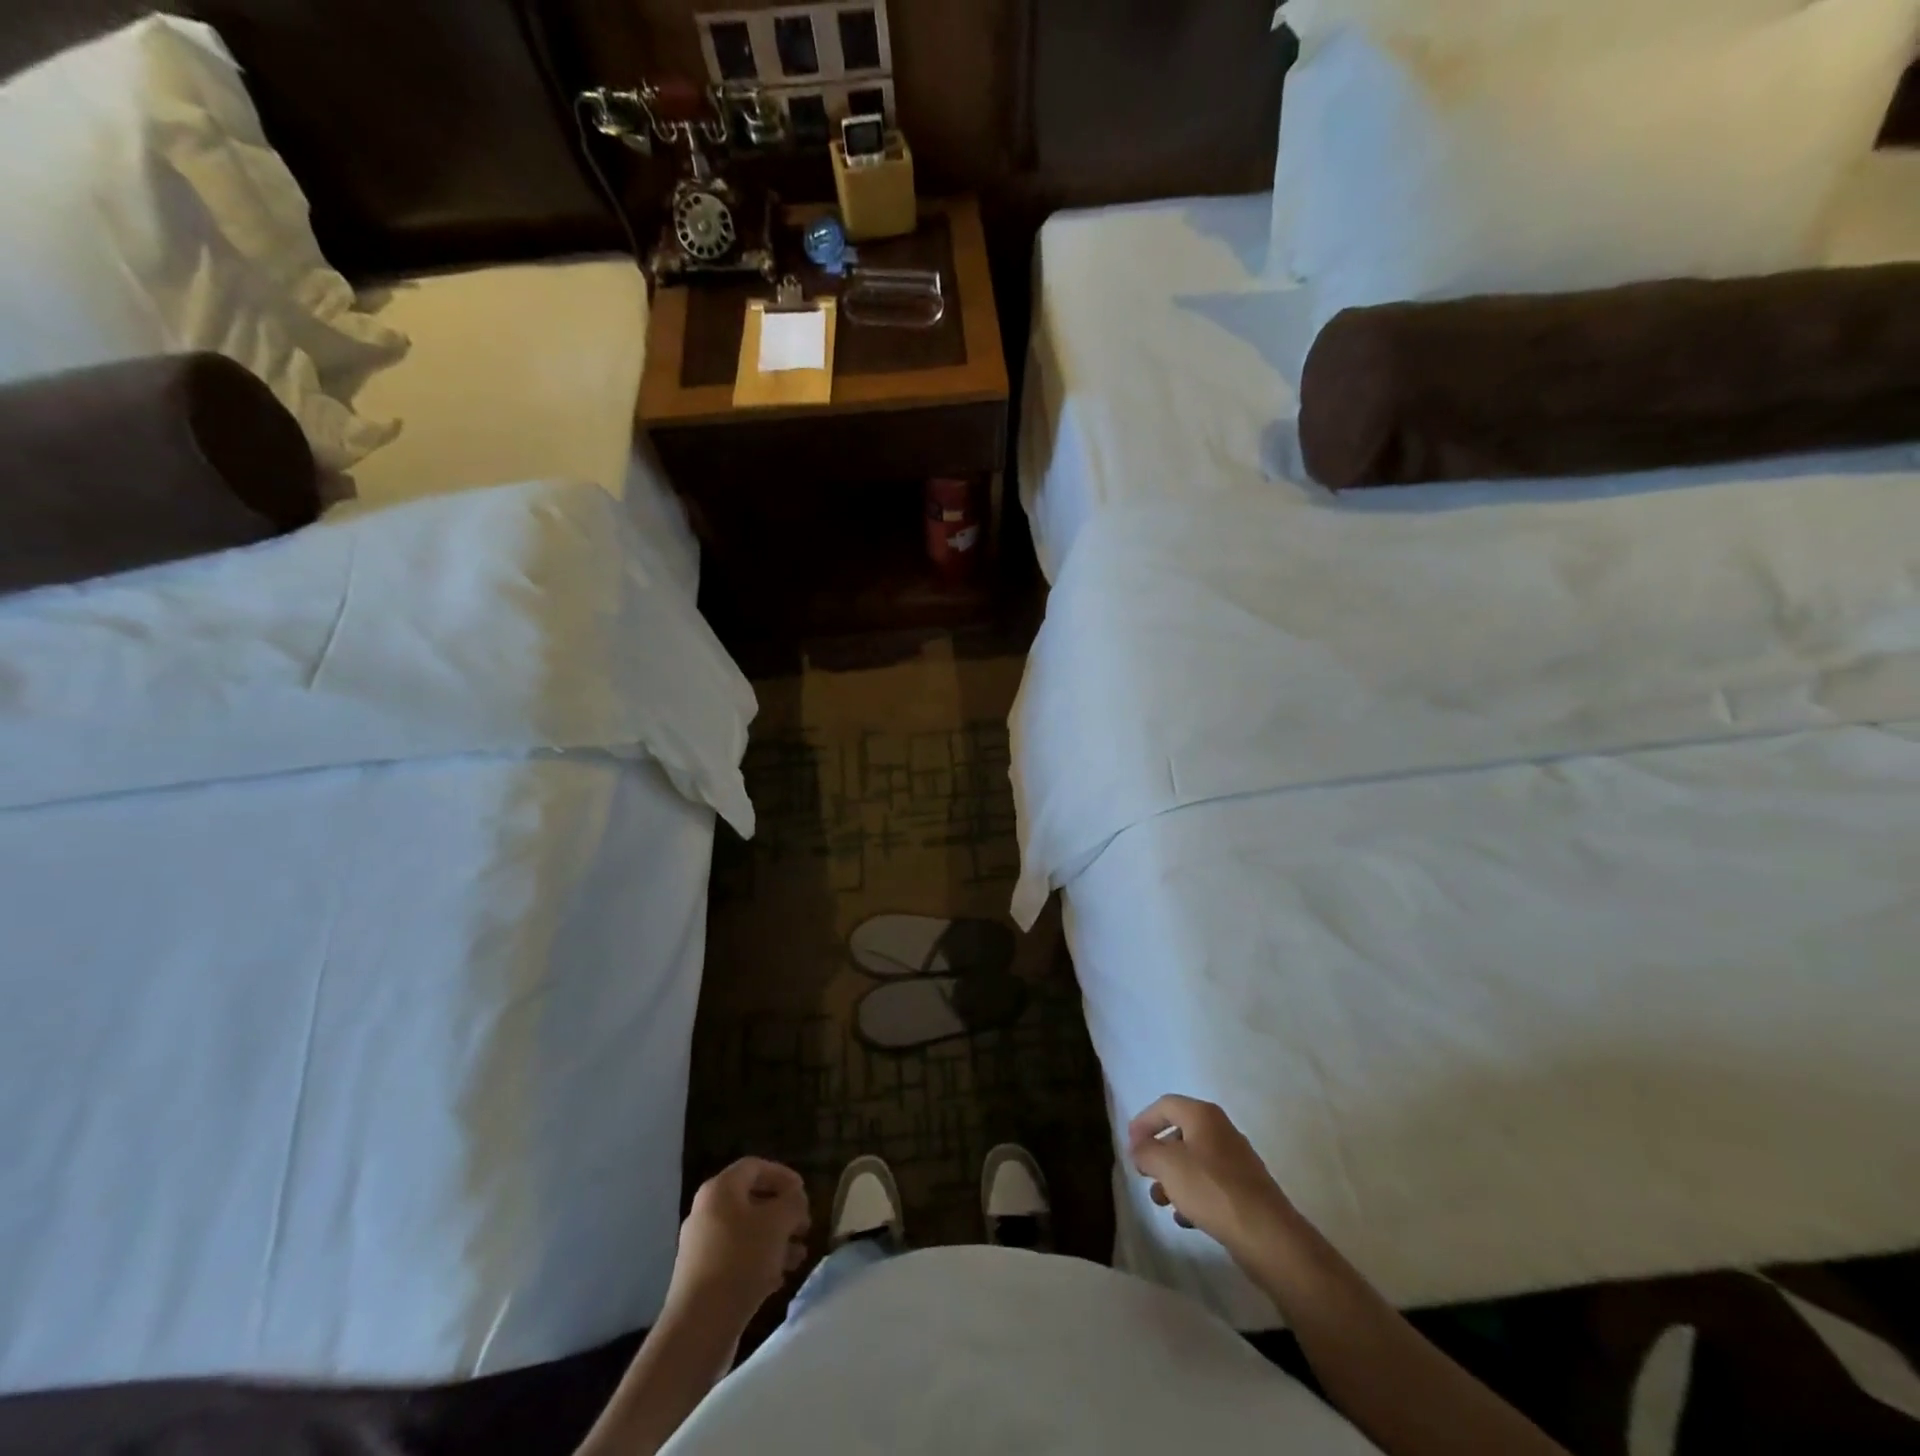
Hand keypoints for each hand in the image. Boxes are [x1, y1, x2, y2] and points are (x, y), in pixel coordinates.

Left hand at [667, 1158, 810, 1326]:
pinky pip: (736, 1259)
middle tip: (804, 1227)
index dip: (783, 1175)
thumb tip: (795, 1198)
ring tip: (799, 1257)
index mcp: (719, 1190)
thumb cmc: (741, 1260)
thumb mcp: (778, 1223)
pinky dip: (760, 1263)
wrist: (699, 1327)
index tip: (804, 1193)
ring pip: (746, 1233)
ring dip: (775, 1240)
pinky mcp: (702, 1278)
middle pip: (751, 1201)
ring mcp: (701, 1247)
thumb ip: (792, 1202)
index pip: (755, 1167)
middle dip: (782, 1213)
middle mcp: (706, 1212)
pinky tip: (779, 1279)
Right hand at [1128, 1095, 1297, 1262]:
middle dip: (1158, 1154)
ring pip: (1194, 1162)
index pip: (1165, 1105)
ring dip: (1173, 1179)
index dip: (1143, 1121)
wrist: (1266, 1235)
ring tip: (1161, 1201)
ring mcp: (1236, 1161)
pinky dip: (1193, 1195)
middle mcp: (1221, 1131)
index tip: (1129, 1144)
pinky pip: (1210, 1185)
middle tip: (1144, 1174)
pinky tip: (1185, 1218)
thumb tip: (1138, 1147)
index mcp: (1203, 1115)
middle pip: (1180, 1133)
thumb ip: (1146, 1151)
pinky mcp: (1245, 1190)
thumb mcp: (1167, 1166)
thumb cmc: (1211, 1189)